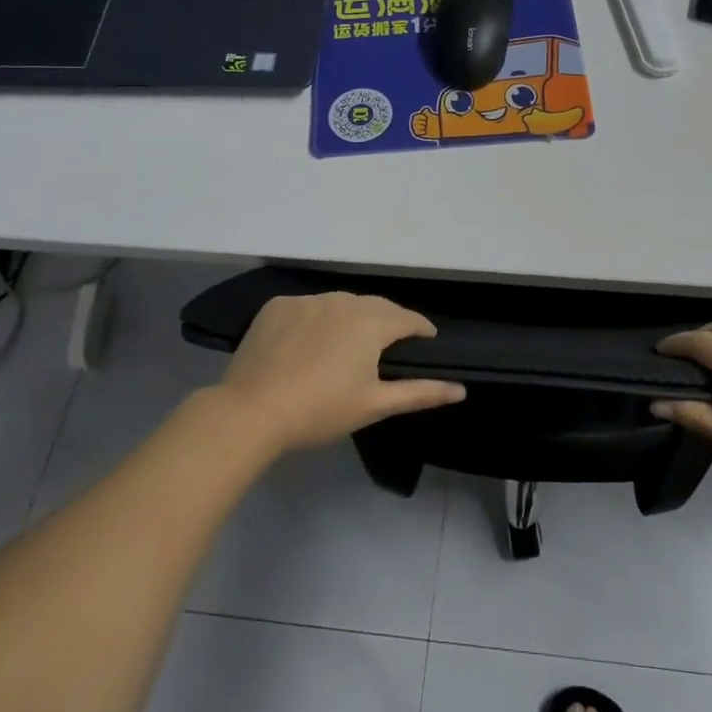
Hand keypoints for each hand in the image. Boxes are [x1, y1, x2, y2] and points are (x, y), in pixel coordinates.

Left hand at [214, 292, 464, 454]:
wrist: (251, 412)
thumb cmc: (320, 411)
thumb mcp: (374, 405)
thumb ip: (420, 393)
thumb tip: (460, 389)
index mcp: (371, 322)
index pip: (408, 318)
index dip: (421, 329)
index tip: (427, 340)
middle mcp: (343, 300)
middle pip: (376, 306)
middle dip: (389, 321)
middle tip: (391, 343)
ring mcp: (307, 300)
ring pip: (341, 302)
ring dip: (353, 317)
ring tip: (351, 341)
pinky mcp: (278, 306)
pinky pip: (309, 306)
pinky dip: (318, 318)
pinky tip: (310, 341)